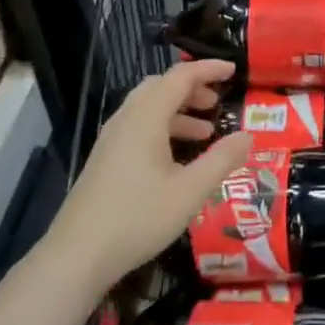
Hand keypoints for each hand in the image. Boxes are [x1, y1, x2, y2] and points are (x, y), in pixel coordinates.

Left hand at [48, 60, 250, 291]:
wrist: (77, 256)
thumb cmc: (138, 218)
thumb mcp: (190, 191)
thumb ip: (222, 160)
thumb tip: (248, 135)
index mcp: (146, 118)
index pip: (180, 76)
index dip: (208, 69)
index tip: (233, 71)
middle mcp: (126, 120)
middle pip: (161, 86)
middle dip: (192, 88)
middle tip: (216, 102)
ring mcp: (111, 140)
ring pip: (148, 107)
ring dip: (178, 110)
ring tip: (205, 132)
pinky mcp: (105, 159)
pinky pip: (138, 126)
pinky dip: (163, 127)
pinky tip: (176, 158)